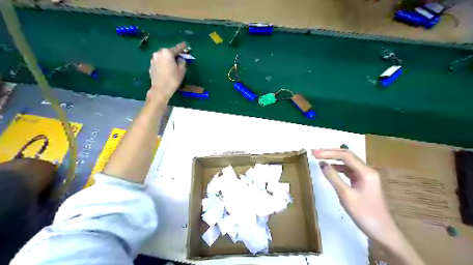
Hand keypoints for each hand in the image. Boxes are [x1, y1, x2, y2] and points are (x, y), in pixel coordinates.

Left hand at [147, 42, 186, 103]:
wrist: (160, 89)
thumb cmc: (173, 79)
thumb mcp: (182, 70)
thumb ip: (182, 62)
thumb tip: (180, 59)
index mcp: (167, 53)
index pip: (177, 48)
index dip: (182, 47)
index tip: (186, 44)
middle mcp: (159, 53)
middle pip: (168, 51)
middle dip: (174, 53)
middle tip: (180, 57)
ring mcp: (153, 59)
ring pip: (163, 56)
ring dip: (168, 58)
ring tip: (173, 63)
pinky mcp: (151, 65)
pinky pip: (159, 61)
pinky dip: (164, 63)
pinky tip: (167, 68)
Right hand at [313, 149, 396, 244]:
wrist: (382, 232)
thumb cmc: (364, 213)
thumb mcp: (345, 195)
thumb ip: (333, 177)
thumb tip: (322, 163)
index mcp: (365, 172)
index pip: (345, 155)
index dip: (328, 152)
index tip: (313, 153)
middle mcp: (367, 170)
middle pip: (347, 155)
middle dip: (330, 152)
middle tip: (315, 152)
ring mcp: (365, 176)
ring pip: (347, 162)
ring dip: (333, 159)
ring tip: (319, 158)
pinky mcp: (363, 183)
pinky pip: (348, 170)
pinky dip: (338, 167)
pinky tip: (330, 169)